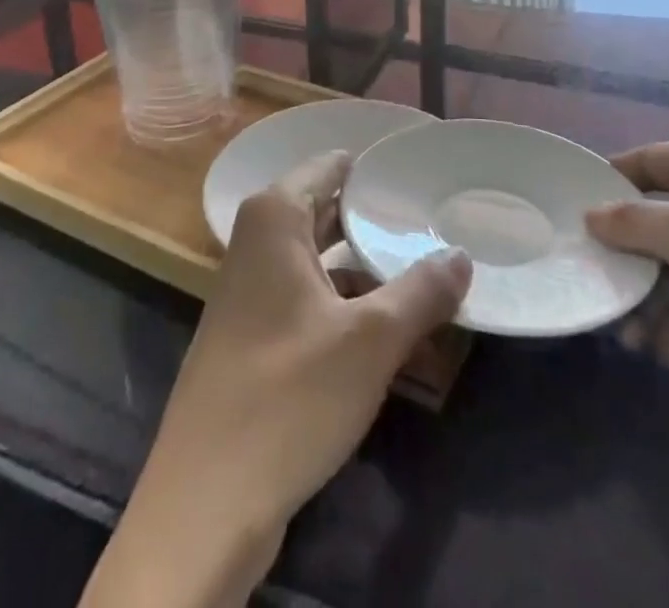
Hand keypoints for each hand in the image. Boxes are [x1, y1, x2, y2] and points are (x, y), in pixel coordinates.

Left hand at [85, 153, 469, 606]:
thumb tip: (462, 256)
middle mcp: (257, 243)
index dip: (373, 166)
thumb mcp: (370, 340)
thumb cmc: (288, 395)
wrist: (206, 502)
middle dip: (376, 216)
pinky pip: (310, 297)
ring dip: (366, 263)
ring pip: (320, 258)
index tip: (420, 168)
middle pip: (325, 210)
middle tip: (434, 214)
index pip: (328, 166)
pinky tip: (389, 320)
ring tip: (425, 262)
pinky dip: (347, 300)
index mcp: (274, 219)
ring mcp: (251, 291)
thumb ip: (421, 292)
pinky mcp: (254, 337)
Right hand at [587, 140, 668, 390]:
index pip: (639, 163)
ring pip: (662, 278)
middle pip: (645, 228)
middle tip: (599, 298)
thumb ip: (631, 222)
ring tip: (644, 344)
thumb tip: (588, 215)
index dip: (603, 184)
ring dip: (650, 311)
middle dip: (624, 267)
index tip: (566, 215)